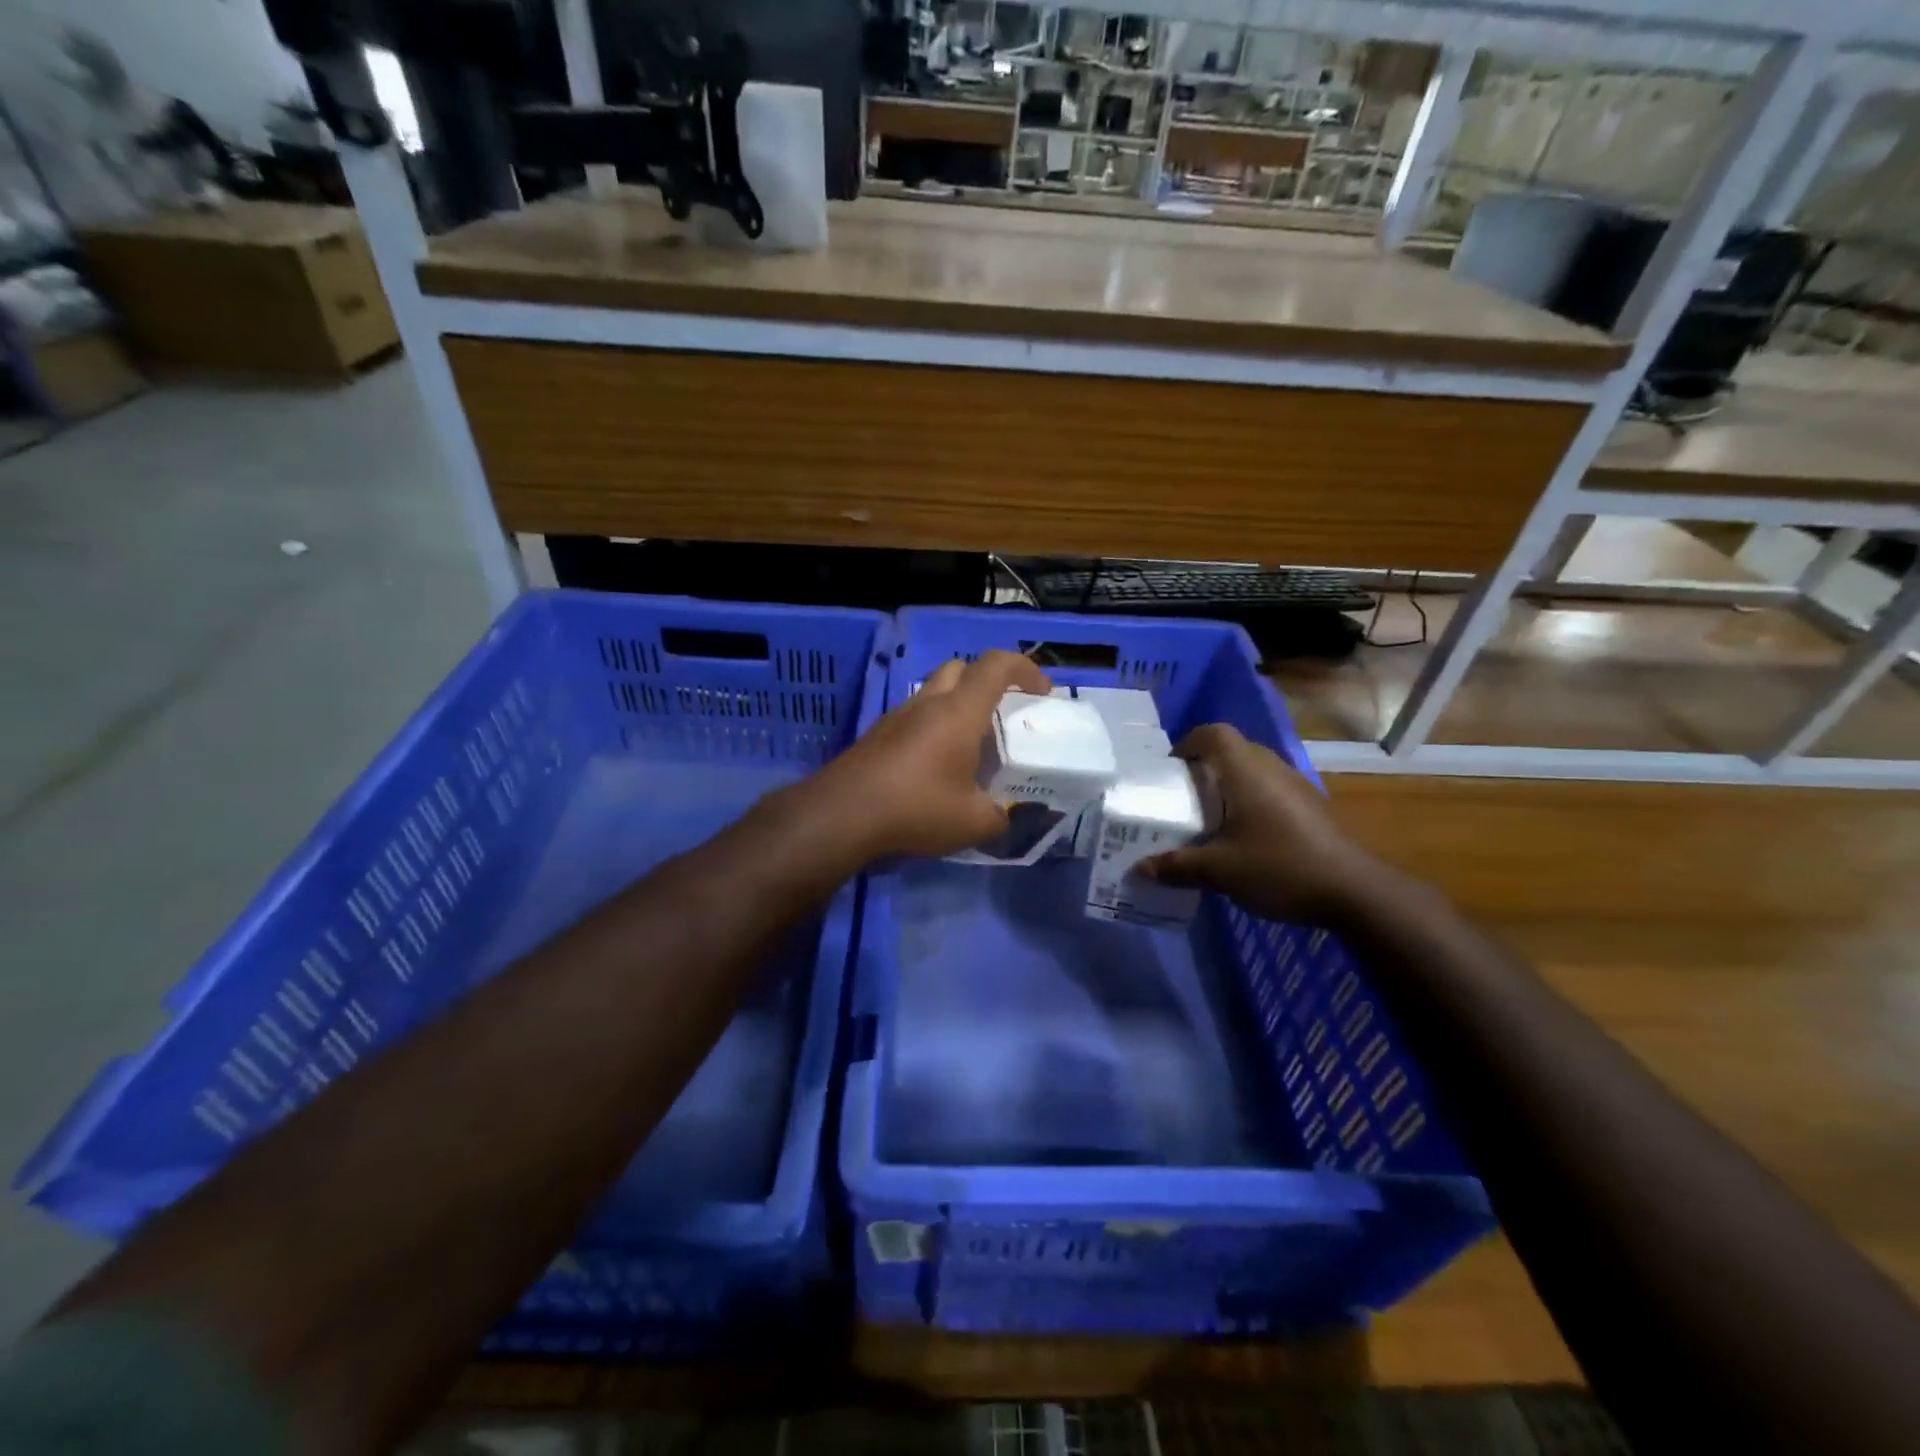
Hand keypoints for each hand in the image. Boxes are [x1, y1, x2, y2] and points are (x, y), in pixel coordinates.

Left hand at [802, 649, 1051, 860]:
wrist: (841, 815)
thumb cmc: (916, 808)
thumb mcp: (972, 822)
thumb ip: (1000, 817)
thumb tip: (1006, 817)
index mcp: (959, 712)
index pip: (996, 665)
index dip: (1025, 669)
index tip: (1041, 691)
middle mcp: (927, 703)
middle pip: (960, 669)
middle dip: (986, 682)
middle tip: (1001, 716)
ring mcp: (896, 717)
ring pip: (933, 693)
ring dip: (956, 707)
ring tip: (970, 747)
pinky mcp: (876, 736)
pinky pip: (913, 718)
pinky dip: (932, 729)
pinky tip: (935, 768)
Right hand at [1141, 723, 1389, 924]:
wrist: (1354, 891)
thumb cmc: (1279, 867)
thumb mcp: (1219, 871)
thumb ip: (1177, 866)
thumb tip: (1140, 868)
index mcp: (1246, 772)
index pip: (1214, 733)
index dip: (1188, 743)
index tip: (1171, 769)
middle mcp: (1272, 769)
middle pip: (1234, 750)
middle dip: (1205, 767)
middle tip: (1185, 796)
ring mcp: (1297, 786)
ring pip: (1255, 770)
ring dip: (1230, 785)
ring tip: (1211, 818)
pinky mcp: (1312, 807)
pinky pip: (1272, 790)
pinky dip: (1252, 801)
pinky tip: (1246, 837)